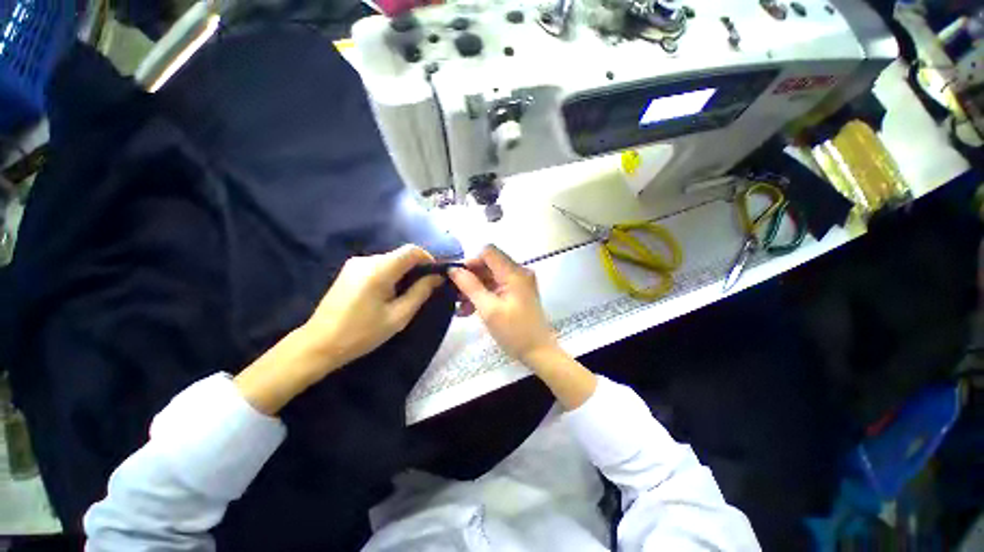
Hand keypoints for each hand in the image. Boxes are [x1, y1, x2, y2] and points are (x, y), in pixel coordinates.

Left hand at [235, 245, 441, 414]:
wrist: (319, 344)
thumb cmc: (362, 333)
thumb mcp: (398, 316)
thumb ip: (420, 292)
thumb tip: (437, 277)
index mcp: (379, 270)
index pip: (412, 250)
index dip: (428, 259)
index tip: (435, 276)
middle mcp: (367, 259)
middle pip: (401, 255)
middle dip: (416, 268)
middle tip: (423, 289)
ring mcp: (355, 263)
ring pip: (390, 260)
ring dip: (403, 272)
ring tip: (405, 294)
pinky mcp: (349, 270)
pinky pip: (378, 265)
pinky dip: (390, 274)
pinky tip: (387, 293)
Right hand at [449, 245, 557, 363]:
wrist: (538, 352)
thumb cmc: (514, 332)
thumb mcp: (488, 309)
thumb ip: (470, 286)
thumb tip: (453, 269)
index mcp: (514, 273)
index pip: (488, 252)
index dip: (471, 261)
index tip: (457, 278)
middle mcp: (519, 272)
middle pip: (489, 265)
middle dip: (470, 278)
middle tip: (454, 295)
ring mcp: (519, 283)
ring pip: (491, 277)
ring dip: (475, 289)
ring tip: (460, 307)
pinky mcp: (518, 293)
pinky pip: (497, 287)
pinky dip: (484, 295)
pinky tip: (469, 310)